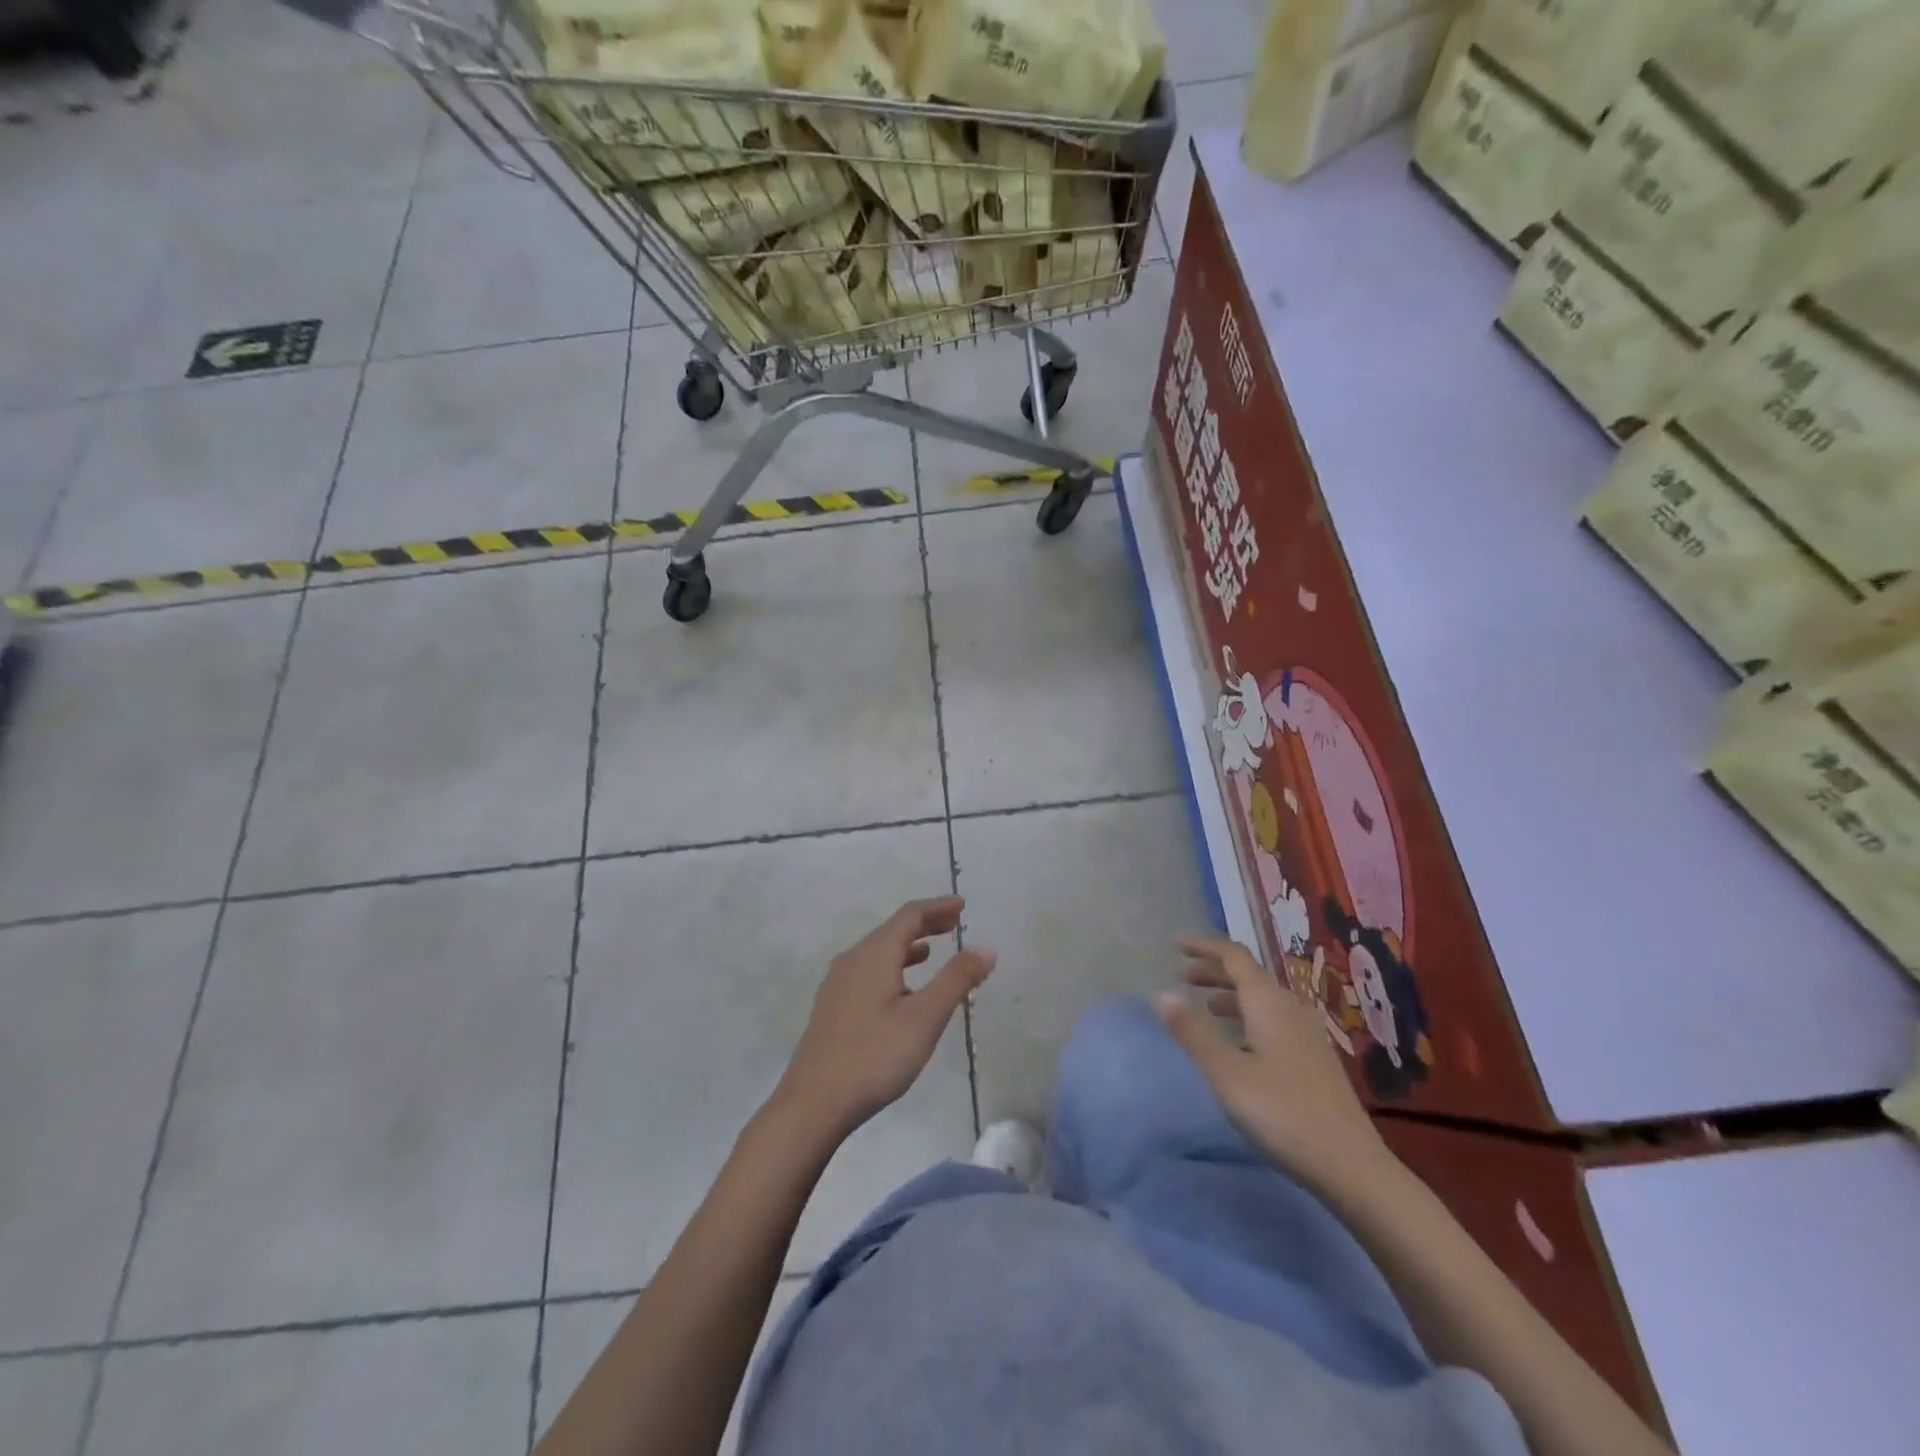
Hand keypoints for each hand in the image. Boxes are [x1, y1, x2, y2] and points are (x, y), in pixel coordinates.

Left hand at [772, 897, 996, 1143]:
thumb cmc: (874, 1056)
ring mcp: (838, 984)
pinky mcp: (832, 1007)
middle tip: (954, 924)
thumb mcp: (925, 1018)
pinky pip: (868, 971)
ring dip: (908, 947)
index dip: (938, 907)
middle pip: (892, 930)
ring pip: (878, 952)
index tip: (962, 906)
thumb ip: (956, 979)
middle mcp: (852, 960)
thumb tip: (986, 946)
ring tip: (931, 952)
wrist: (812, 1104)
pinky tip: (900, 990)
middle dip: (925, 924)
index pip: (910, 915)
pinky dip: (892, 966)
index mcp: (874, 954)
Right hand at [1156, 936, 1389, 1195]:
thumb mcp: (1226, 1073)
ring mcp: (1307, 1034)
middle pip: (1249, 975)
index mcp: (1268, 1003)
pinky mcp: (1315, 1059)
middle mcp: (1290, 1009)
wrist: (1351, 1167)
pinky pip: (1274, 1020)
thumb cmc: (1282, 1113)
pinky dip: (1248, 1017)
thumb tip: (1162, 994)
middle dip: (1214, 971)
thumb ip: (1193, 1032)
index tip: (1176, 945)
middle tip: (1183, 977)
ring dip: (1231, 995)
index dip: (1205, 947)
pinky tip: (1240, 1044)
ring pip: (1263, 999)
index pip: (1234, 957)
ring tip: (1206, 1008)